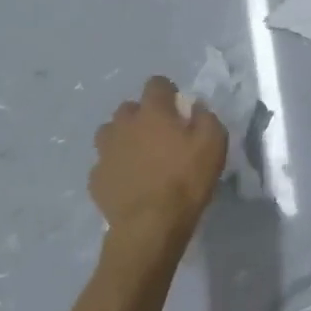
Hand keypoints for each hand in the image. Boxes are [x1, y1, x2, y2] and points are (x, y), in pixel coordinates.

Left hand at [90, 76, 226, 275]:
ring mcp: (105, 151)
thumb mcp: (214, 144)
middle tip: (159, 136)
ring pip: (110, 133)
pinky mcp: (96, 178)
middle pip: (129, 108)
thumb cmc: (186, 180)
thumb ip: (206, 117)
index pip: (156, 84)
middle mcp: (123, 125)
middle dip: (143, 116)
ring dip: (123, 138)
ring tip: (139, 157)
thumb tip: (194, 107)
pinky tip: (129, 182)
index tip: (178, 108)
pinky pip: (105, 164)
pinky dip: (116, 167)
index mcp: (152, 112)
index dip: (168, 92)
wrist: (150, 226)